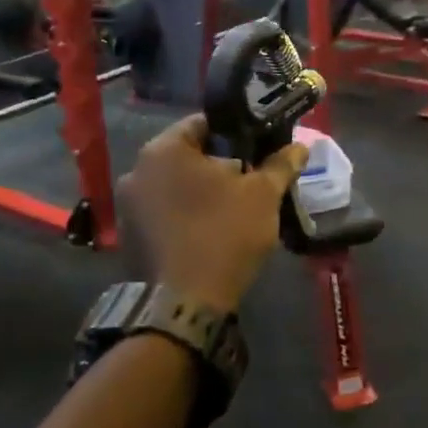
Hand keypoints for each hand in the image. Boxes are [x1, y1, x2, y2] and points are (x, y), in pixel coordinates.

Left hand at [119, 116, 309, 314]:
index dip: (236, 133)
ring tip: (232, 210)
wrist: (185, 303)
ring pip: (174, 185)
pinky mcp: (128, 236)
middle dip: (219, 165)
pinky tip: (208, 232)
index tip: (258, 150)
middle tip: (251, 182)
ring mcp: (127, 205)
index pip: (204, 123)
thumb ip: (280, 165)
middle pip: (188, 155)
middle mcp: (137, 169)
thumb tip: (301, 148)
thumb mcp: (263, 195)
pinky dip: (184, 215)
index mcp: (164, 149)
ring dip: (200, 192)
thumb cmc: (225, 233)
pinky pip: (162, 212)